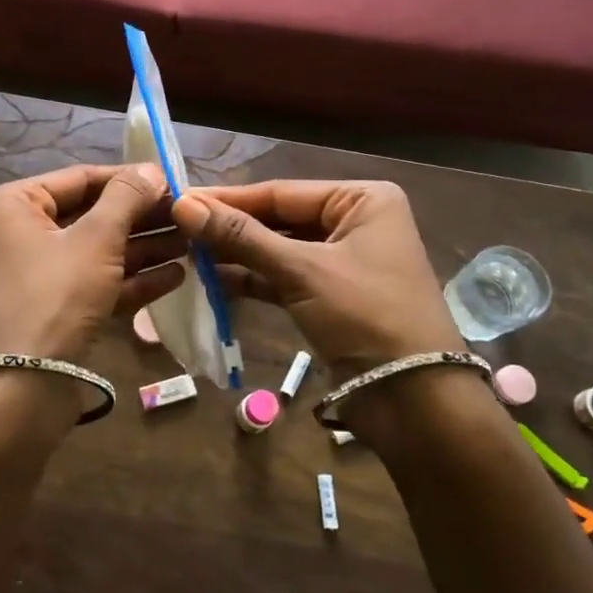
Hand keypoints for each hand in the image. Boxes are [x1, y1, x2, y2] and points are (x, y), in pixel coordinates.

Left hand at [0, 164, 184, 362]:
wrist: (20, 389)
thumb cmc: (54, 296)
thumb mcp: (96, 239)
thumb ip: (126, 198)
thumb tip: (152, 169)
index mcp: (12, 206)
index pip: (79, 179)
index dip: (128, 179)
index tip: (172, 181)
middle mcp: (16, 235)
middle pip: (89, 216)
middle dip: (140, 219)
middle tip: (186, 215)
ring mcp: (32, 277)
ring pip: (94, 253)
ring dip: (142, 249)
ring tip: (190, 244)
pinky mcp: (50, 312)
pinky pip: (92, 285)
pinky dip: (129, 281)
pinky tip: (175, 277)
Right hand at [171, 179, 465, 378]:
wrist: (415, 399)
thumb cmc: (366, 315)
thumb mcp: (302, 270)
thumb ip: (241, 237)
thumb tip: (183, 206)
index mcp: (362, 200)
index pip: (281, 192)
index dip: (229, 199)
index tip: (180, 200)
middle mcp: (354, 222)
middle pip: (279, 219)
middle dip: (231, 228)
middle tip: (178, 228)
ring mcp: (343, 261)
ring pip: (279, 250)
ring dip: (237, 255)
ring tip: (187, 254)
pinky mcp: (331, 296)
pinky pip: (284, 278)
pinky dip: (253, 280)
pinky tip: (212, 281)